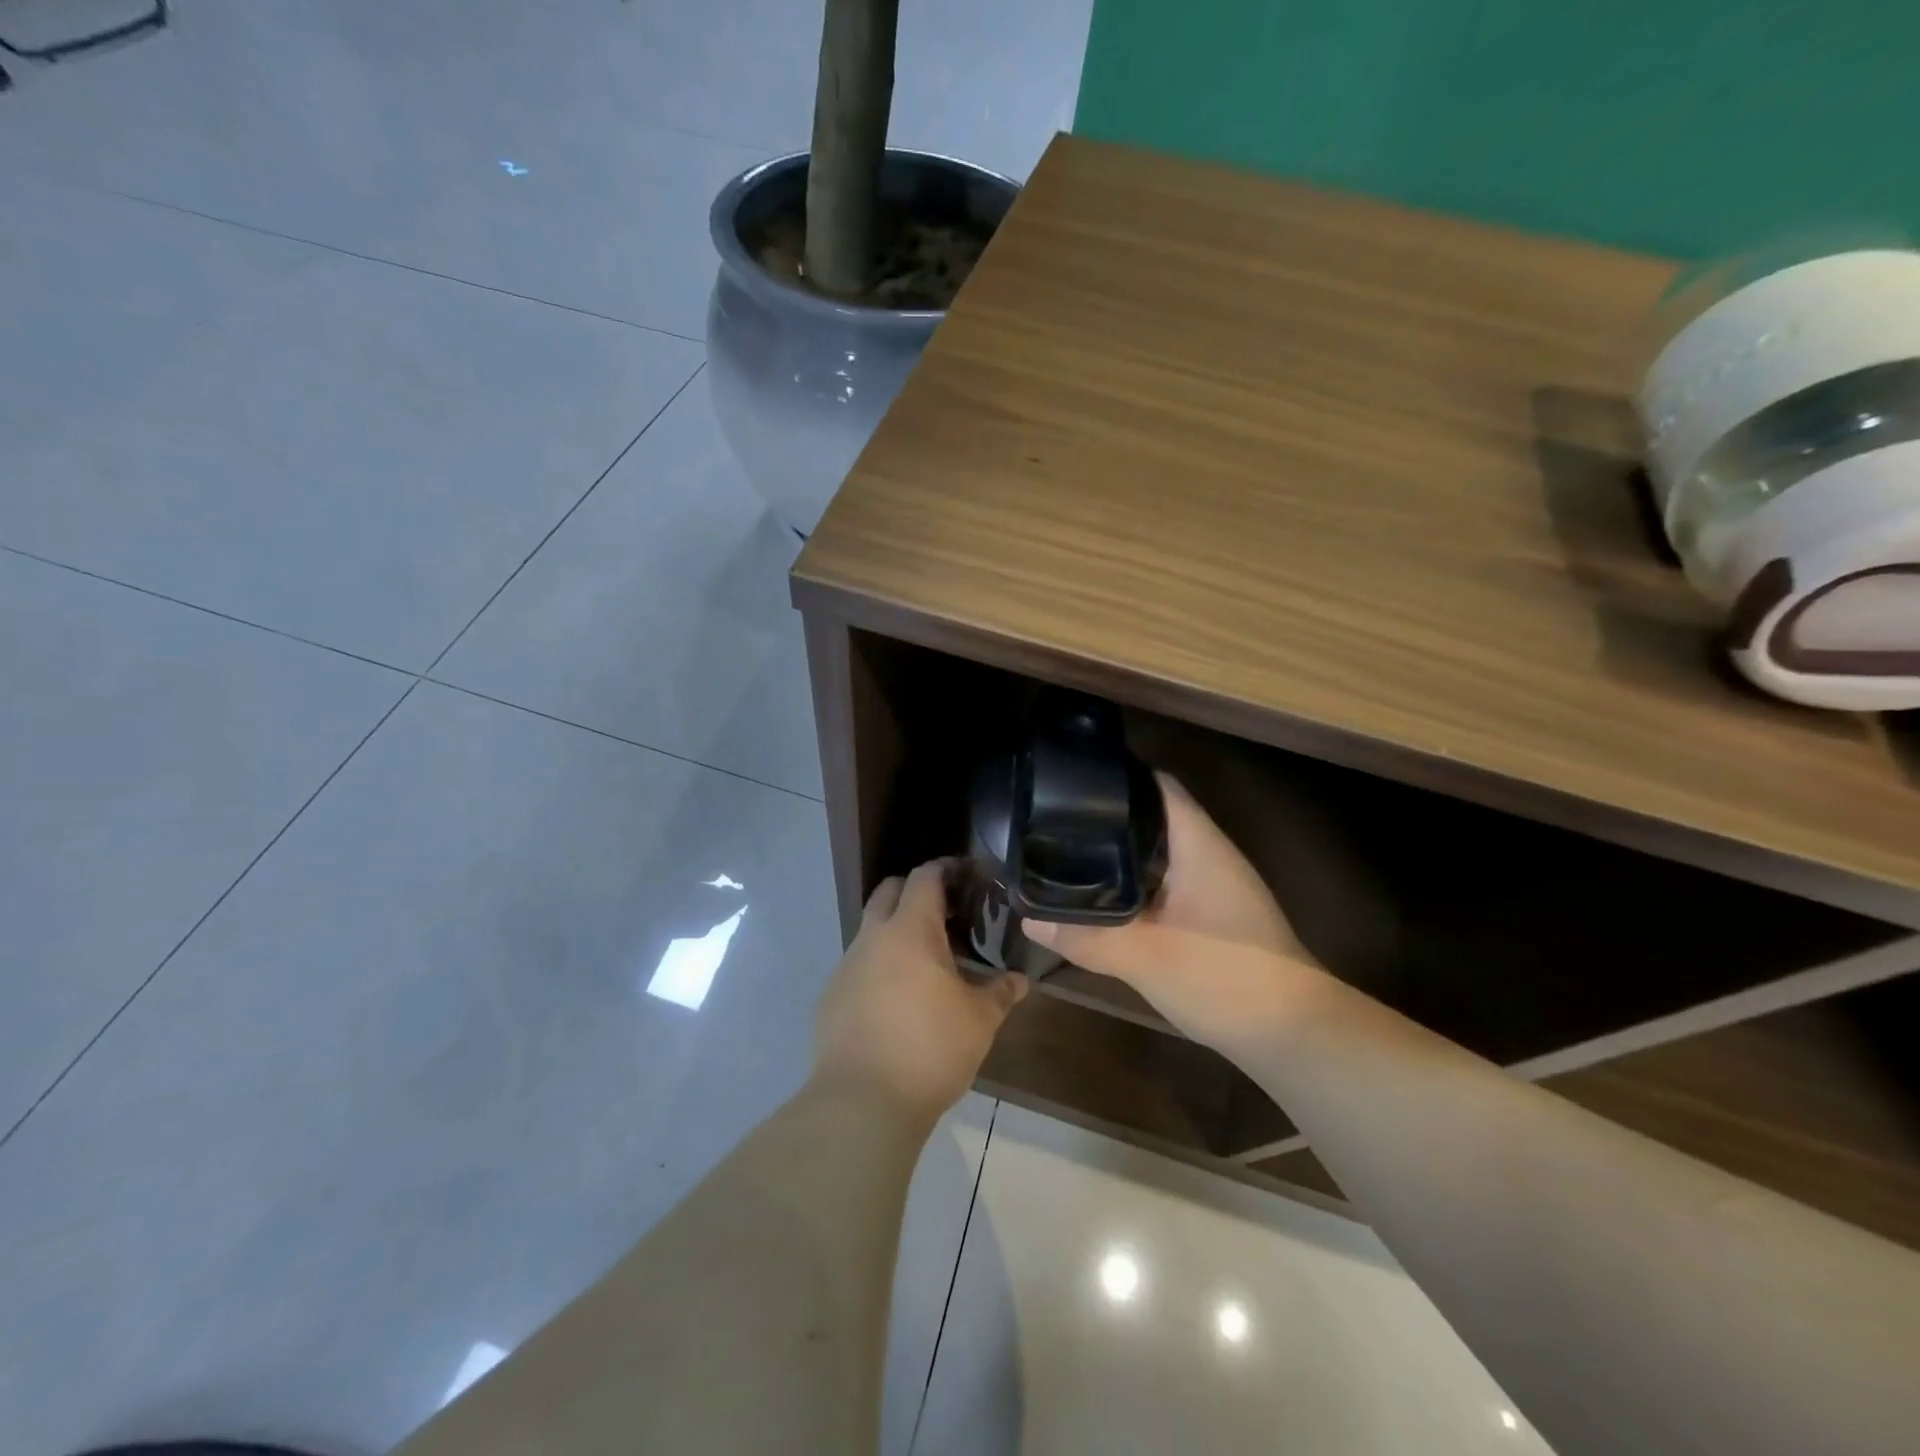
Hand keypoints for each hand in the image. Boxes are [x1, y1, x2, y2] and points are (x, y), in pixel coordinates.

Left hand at [814, 859, 1027, 1124]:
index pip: (925, 876)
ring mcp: (846, 966)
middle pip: (890, 891)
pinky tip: (897, 1000)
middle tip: (947, 911)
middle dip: (916, 891)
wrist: (862, 1101)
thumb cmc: (930, 1048)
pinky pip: (858, 966)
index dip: (946, 868)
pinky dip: (879, 967)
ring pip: (871, 930)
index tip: (966, 874)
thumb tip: (1020, 979)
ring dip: (896, 932)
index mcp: (910, 930)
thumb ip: (1000, 992)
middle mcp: (873, 937)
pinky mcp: (830, 997)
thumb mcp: (979, 1021)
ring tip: (926, 960)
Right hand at [1028, 774, 1321, 1053]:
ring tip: (1064, 853)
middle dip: (1105, 820)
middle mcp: (1207, 856)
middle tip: (1051, 822)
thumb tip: (1029, 916)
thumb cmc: (1224, 976)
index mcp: (1199, 845)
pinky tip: (1101, 900)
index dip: (1116, 777)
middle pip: (1152, 819)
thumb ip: (1085, 934)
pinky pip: (1163, 886)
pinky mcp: (1211, 918)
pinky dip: (1132, 887)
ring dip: (1118, 856)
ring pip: (1156, 856)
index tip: (1069, 781)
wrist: (1292, 1036)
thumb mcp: (1144, 955)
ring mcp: (1212, 888)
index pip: (1157, 786)